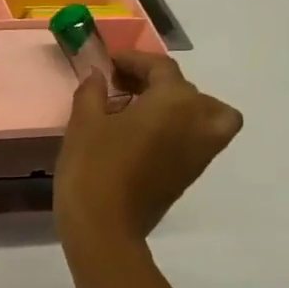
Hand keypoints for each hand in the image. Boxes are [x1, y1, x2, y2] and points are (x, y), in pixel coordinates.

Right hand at [55, 49, 242, 267]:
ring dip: (178, 104)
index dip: (133, 60)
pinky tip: (145, 135)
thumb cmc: (92, 168)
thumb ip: (93, 92)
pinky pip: (198, 136)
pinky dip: (181, 127)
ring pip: (204, 112)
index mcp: (175, 100)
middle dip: (153, 82)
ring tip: (144, 110)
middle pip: (184, 88)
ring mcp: (202, 149)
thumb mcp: (84, 123)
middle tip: (118, 86)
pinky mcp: (193, 172)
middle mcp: (199, 119)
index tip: (108, 62)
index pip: (159, 68)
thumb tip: (98, 75)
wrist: (105, 227)